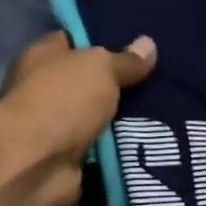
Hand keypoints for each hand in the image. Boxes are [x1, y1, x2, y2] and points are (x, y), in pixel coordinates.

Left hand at [0, 29, 155, 205]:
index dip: (103, 41)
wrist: (36, 164)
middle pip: (91, 84)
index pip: (74, 41)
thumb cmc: (61, 101)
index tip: (138, 47)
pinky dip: (124, 154)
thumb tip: (148, 44)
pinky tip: (155, 145)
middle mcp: (46, 91)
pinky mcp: (70, 162)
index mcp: (44, 57)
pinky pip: (105, 154)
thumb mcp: (100, 68)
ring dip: (127, 123)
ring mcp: (57, 129)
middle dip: (123, 86)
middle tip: (163, 83)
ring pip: (101, 121)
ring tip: (169, 115)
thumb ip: (125, 60)